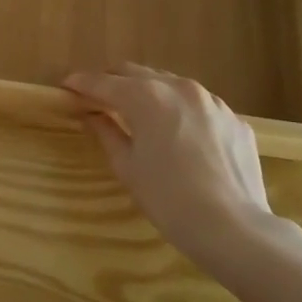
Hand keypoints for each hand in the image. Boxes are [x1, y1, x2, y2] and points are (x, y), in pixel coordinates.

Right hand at [65, 64, 301, 283]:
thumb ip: (107, 132)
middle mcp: (180, 88)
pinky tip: (177, 134)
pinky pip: (198, 106)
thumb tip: (92, 116)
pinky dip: (179, 111)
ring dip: (148, 92)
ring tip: (136, 112)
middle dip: (114, 81)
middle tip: (97, 97)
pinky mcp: (234, 120)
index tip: (66, 86)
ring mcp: (212, 102)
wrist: (233, 228)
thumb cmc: (168, 198)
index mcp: (147, 97)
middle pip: (137, 73)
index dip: (82, 83)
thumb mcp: (127, 166)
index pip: (104, 82)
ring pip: (170, 84)